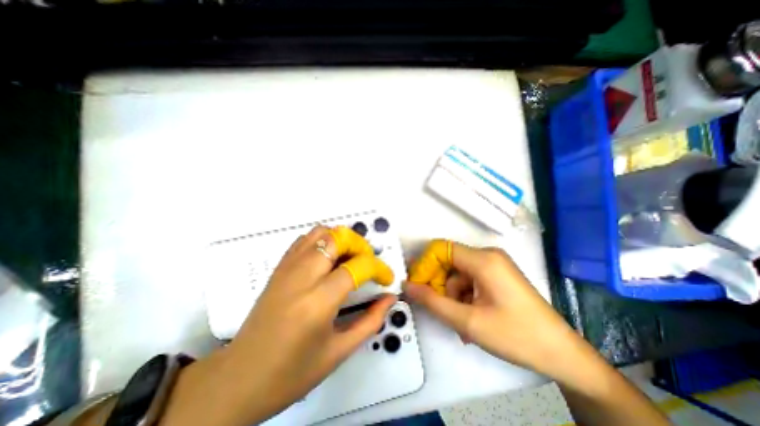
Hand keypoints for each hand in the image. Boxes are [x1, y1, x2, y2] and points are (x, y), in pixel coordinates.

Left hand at [160, 226, 397, 425]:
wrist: (238, 379)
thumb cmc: (291, 373)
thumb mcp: (339, 351)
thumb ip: (371, 321)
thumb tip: (390, 298)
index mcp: (317, 302)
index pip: (356, 267)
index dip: (378, 268)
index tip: (386, 279)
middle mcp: (301, 277)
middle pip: (337, 239)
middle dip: (361, 245)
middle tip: (369, 263)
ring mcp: (286, 269)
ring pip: (321, 233)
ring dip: (342, 239)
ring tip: (351, 258)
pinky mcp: (279, 268)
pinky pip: (305, 240)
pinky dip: (324, 241)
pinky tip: (329, 259)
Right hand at [407, 239, 579, 376]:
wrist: (562, 354)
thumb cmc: (516, 336)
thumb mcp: (468, 321)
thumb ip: (433, 301)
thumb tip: (407, 285)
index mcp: (483, 260)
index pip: (440, 249)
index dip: (424, 265)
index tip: (417, 286)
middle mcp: (488, 255)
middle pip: (449, 262)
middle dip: (440, 285)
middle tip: (440, 310)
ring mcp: (494, 264)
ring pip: (458, 274)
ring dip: (453, 296)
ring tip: (461, 324)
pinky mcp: (497, 274)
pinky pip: (470, 280)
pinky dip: (464, 297)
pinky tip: (470, 318)